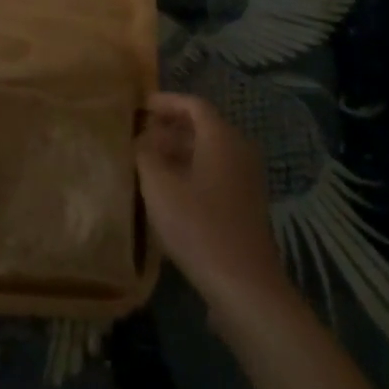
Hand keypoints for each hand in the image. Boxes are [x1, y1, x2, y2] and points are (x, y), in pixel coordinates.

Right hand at [137, 93, 289, 313]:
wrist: (245, 286)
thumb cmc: (199, 227)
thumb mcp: (159, 187)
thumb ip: (145, 155)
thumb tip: (142, 139)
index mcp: (222, 138)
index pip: (193, 104)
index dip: (166, 101)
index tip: (141, 106)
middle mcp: (239, 150)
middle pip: (203, 127)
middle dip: (171, 128)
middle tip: (142, 135)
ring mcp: (247, 179)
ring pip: (209, 152)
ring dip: (180, 152)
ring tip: (150, 164)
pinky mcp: (246, 205)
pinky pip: (216, 173)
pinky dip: (193, 172)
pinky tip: (171, 193)